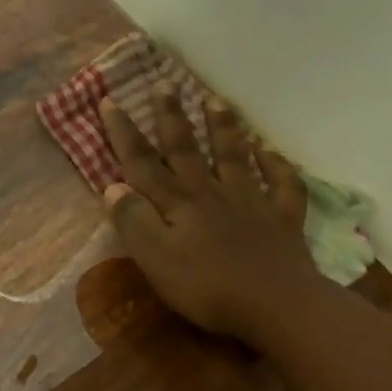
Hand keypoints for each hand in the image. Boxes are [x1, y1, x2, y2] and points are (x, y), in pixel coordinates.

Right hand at [99, 88, 323, 344]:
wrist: (277, 305)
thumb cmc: (206, 286)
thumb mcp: (154, 258)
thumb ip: (133, 221)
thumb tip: (113, 187)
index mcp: (176, 202)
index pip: (142, 162)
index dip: (123, 133)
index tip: (109, 101)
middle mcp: (210, 192)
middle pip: (186, 149)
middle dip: (172, 117)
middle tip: (165, 85)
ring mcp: (250, 202)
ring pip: (234, 156)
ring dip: (223, 128)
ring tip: (216, 102)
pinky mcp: (282, 219)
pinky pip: (282, 184)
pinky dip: (276, 164)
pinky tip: (270, 152)